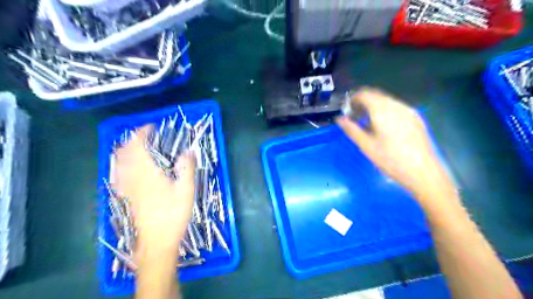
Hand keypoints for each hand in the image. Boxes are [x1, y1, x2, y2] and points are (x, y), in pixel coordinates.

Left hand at [114, 125, 194, 252]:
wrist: (157, 241)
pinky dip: (123, 165)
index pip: (137, 145)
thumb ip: (187, 167)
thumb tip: (189, 150)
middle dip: (132, 140)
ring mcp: (127, 187)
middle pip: (124, 152)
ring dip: (126, 151)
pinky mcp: (126, 196)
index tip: (152, 127)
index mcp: (147, 172)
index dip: (142, 133)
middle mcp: (132, 177)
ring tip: (139, 148)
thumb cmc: (173, 214)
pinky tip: (130, 169)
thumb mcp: (186, 190)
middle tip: (146, 137)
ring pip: (119, 163)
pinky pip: (119, 175)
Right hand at [337, 87, 453, 201]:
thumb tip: (339, 118)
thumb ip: (351, 129)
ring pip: (386, 101)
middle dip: (362, 102)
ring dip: (373, 106)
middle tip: (354, 117)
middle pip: (376, 95)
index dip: (352, 99)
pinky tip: (382, 126)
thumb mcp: (366, 146)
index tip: (346, 111)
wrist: (422, 171)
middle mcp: (396, 105)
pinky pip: (395, 107)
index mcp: (383, 111)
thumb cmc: (390, 159)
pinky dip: (384, 111)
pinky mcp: (415, 118)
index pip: (364, 94)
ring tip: (366, 122)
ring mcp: (408, 111)